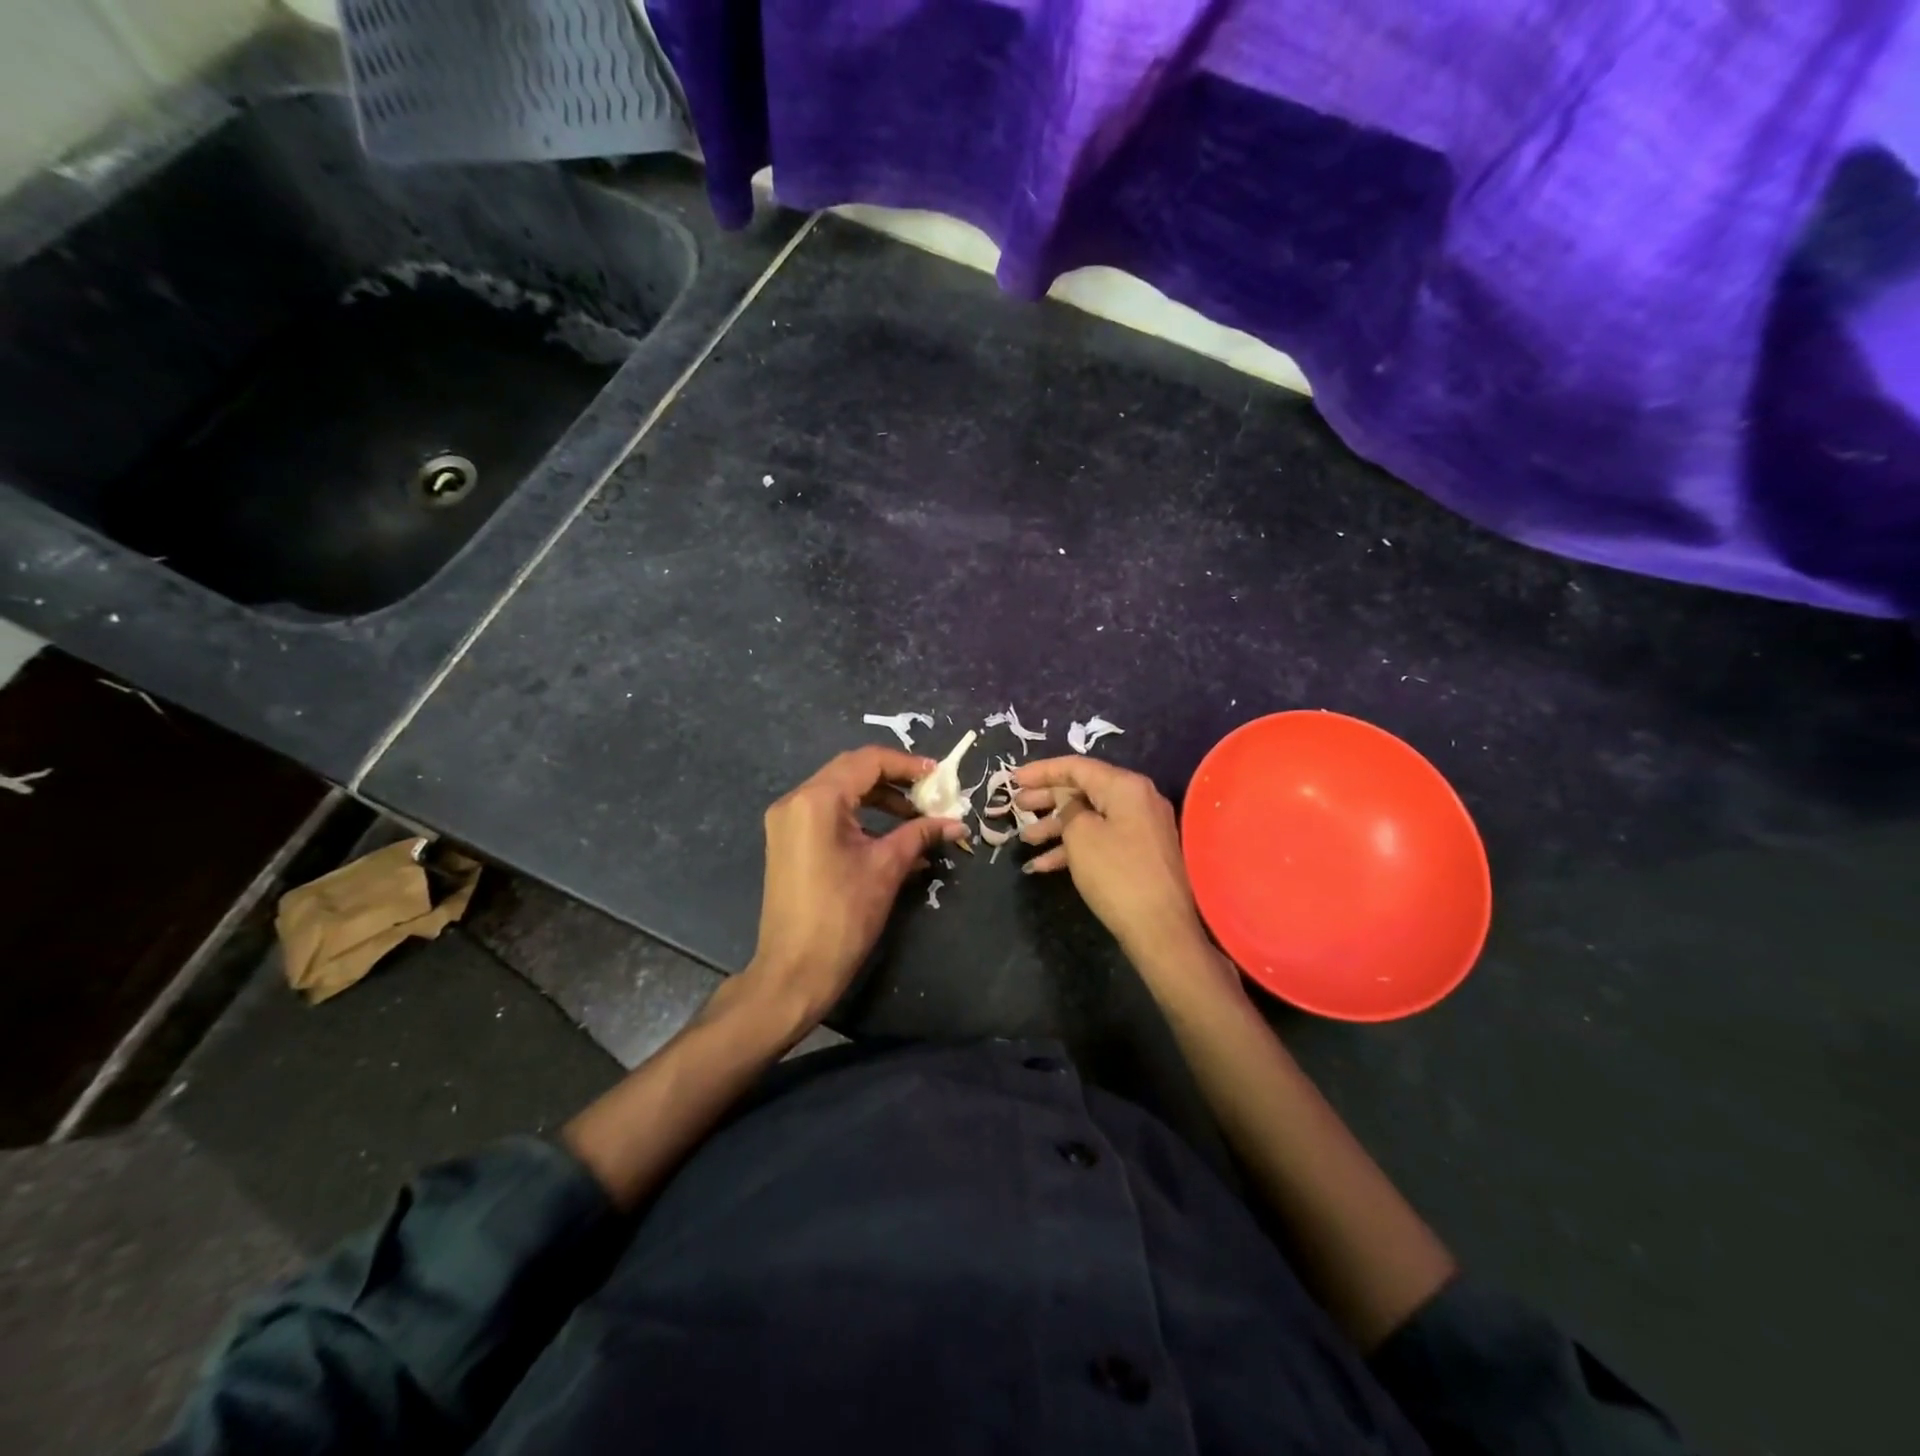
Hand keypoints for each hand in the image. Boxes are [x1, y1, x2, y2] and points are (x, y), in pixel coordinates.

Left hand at [744, 746, 967, 1026]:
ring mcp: (787, 821)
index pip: (868, 761)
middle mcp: (796, 800)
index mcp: (817, 800)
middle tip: (930, 793)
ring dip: (879, 799)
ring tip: (916, 818)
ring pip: (840, 792)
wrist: (794, 971)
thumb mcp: (887, 869)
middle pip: (852, 771)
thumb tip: (955, 823)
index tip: (940, 777)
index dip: (907, 765)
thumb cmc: (842, 916)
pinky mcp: (788, 841)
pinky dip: (861, 818)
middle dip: (895, 780)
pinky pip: (829, 814)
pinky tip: (892, 839)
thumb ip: (920, 835)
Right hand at [1011, 757, 1238, 1001]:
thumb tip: (1066, 799)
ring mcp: (1141, 828)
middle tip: (1017, 806)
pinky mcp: (1139, 854)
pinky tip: (1041, 866)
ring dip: (1055, 827)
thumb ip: (1067, 807)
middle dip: (1046, 799)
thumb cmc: (1116, 874)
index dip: (1042, 771)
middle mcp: (1137, 799)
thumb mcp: (1081, 835)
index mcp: (1125, 786)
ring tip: (1023, 839)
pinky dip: (1073, 848)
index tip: (1012, 779)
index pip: (1077, 766)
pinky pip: (1100, 840)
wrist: (1160, 929)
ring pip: (1089, 818)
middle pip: (1083, 790)